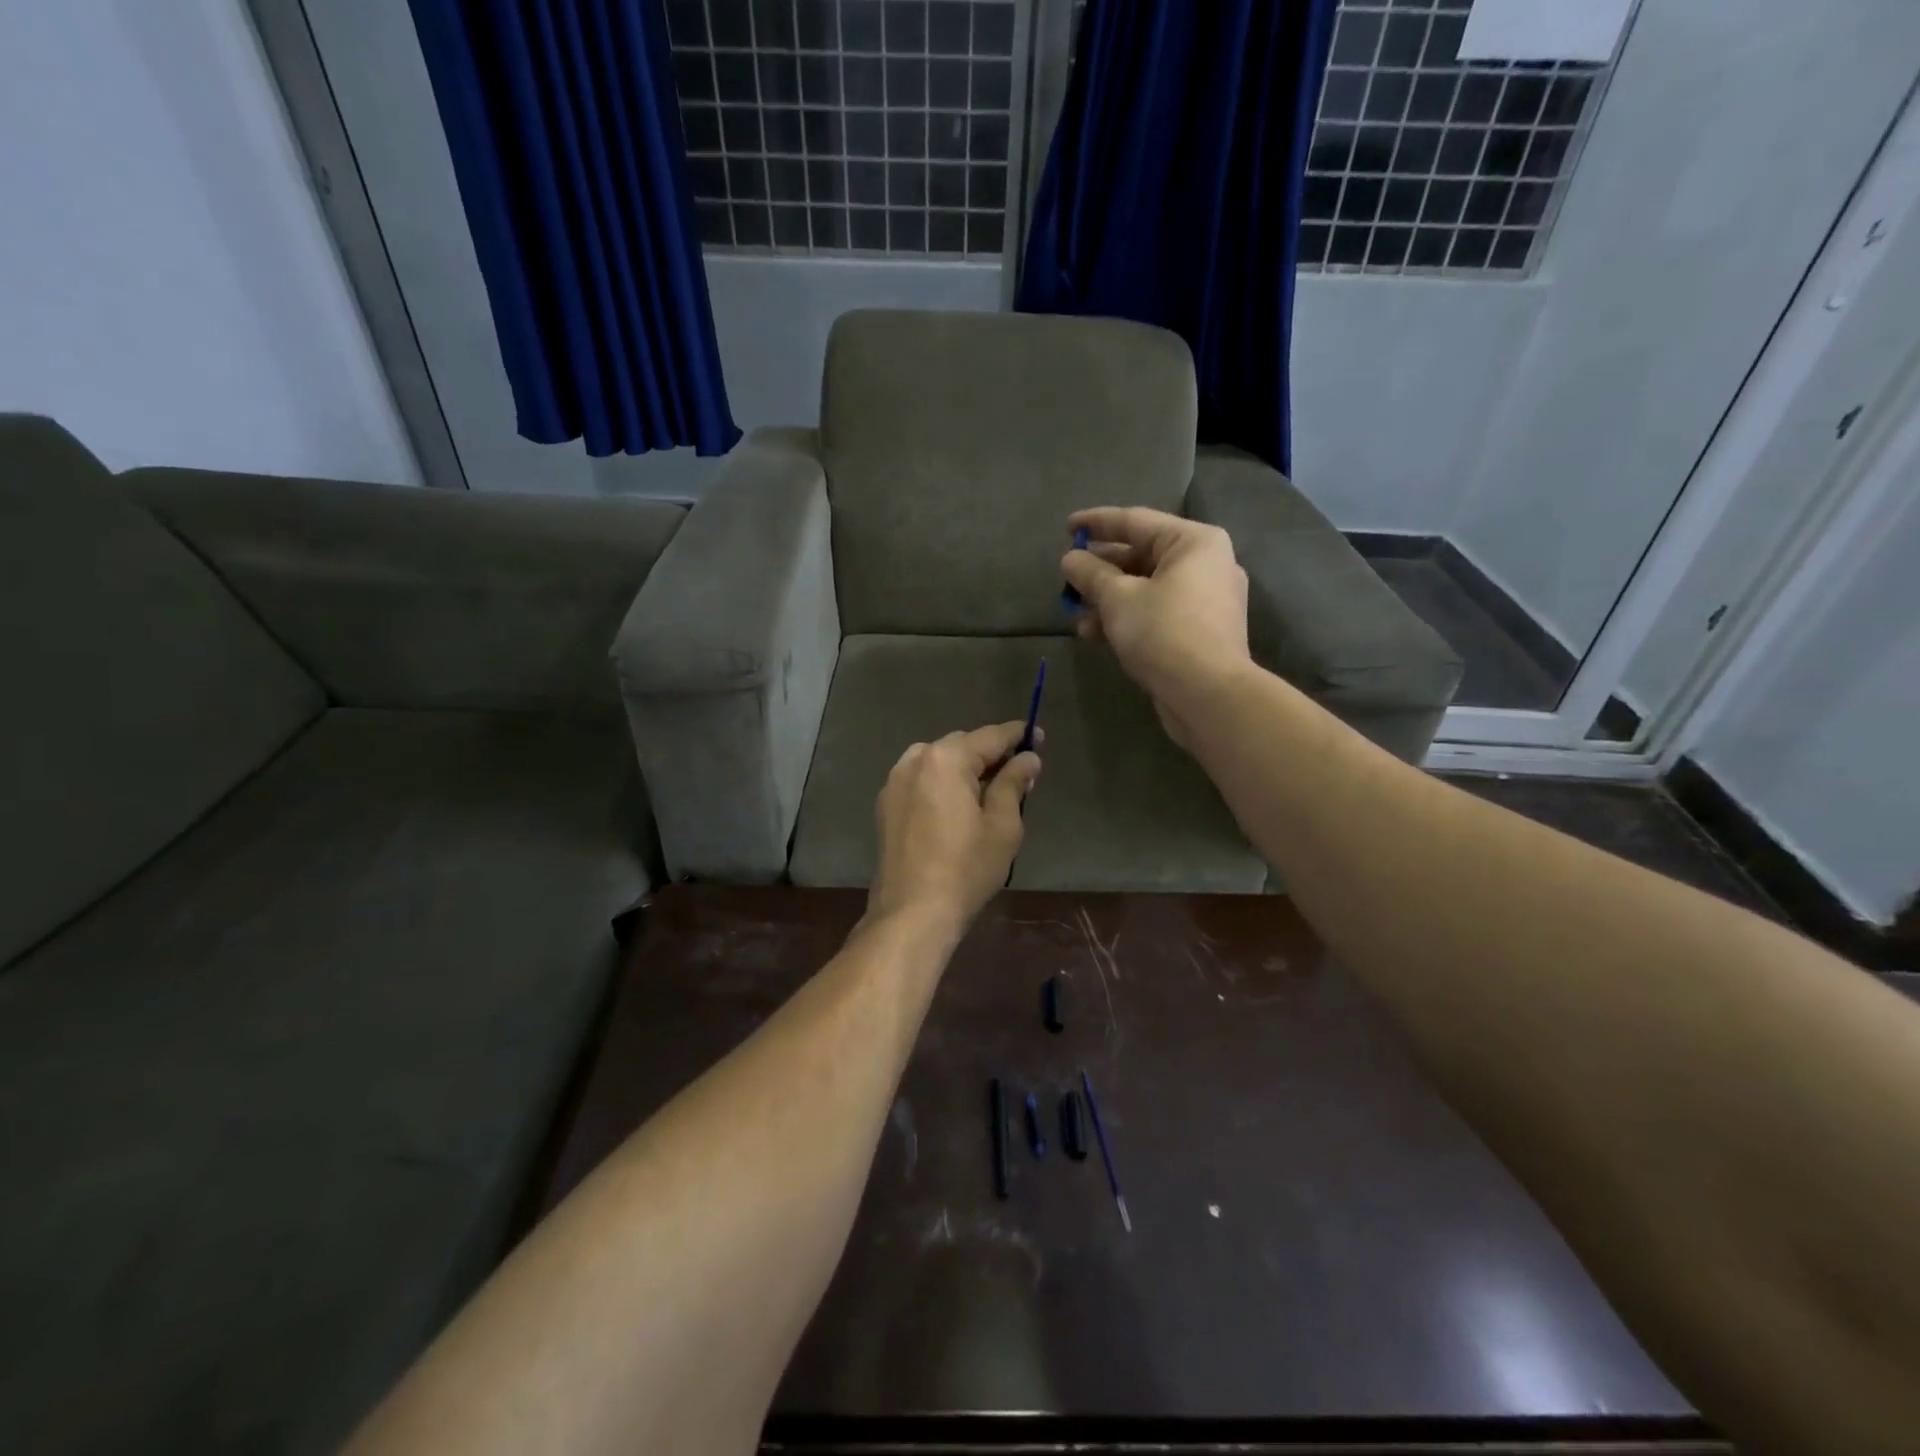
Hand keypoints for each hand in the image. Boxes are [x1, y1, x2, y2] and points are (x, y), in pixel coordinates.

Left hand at [867, 722, 1042, 935]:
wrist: (912, 912)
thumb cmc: (965, 868)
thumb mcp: (1003, 825)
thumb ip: (1014, 783)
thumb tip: (1027, 758)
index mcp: (945, 759)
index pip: (990, 737)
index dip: (1018, 736)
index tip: (1038, 737)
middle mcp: (915, 760)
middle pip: (962, 746)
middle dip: (991, 754)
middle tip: (1020, 772)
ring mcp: (895, 782)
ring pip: (939, 762)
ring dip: (965, 769)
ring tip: (991, 790)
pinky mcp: (886, 805)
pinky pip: (922, 781)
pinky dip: (943, 784)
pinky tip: (959, 806)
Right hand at [1061, 508, 1251, 745]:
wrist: (1208, 694)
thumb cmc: (1163, 632)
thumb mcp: (1117, 598)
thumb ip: (1091, 574)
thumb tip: (1071, 560)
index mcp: (1194, 542)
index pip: (1136, 521)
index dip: (1096, 523)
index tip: (1066, 529)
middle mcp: (1207, 563)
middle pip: (1143, 556)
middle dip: (1101, 570)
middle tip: (1069, 579)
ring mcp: (1208, 599)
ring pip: (1148, 588)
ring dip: (1109, 599)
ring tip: (1076, 614)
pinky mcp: (1202, 631)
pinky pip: (1158, 612)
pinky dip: (1128, 617)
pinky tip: (1096, 634)